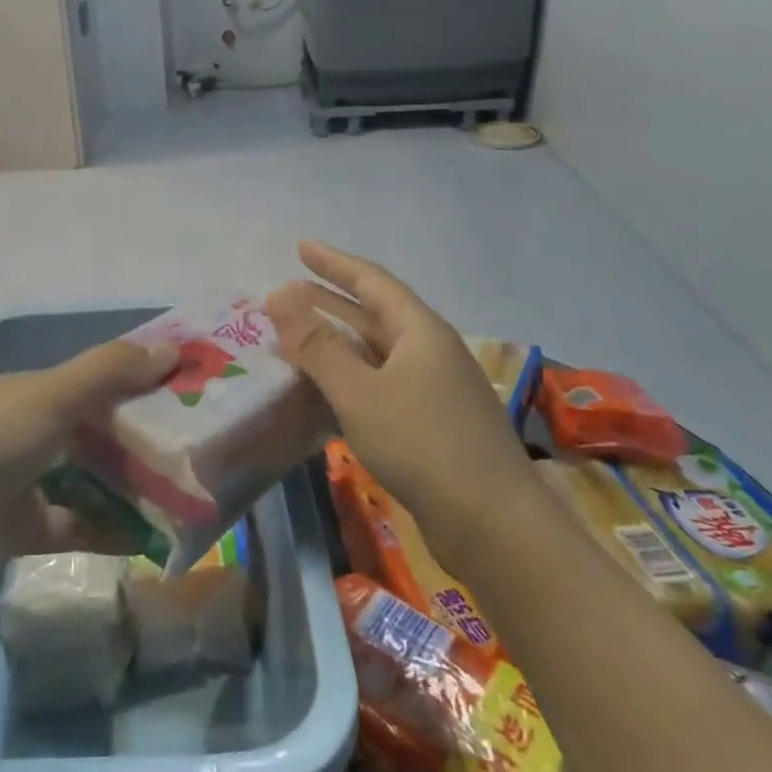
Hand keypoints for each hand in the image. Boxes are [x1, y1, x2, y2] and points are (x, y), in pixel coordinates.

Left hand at [0, 336, 179, 580]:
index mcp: (31, 391)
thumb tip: (171, 346)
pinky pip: (74, 524)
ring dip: (128, 486)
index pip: (96, 377)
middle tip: (198, 447)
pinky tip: (147, 538)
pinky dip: (106, 529)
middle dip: (142, 436)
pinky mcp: (18, 530)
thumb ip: (109, 372)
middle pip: (95, 429)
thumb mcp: (50, 397)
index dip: (141, 378)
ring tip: (183, 495)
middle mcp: (27, 430)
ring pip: (88, 478)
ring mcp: (21, 482)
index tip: (190, 387)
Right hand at [267, 242, 531, 518]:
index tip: (301, 247)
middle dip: (330, 302)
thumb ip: (316, 343)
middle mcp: (430, 351)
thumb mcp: (358, 390)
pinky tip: (325, 394)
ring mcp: (435, 389)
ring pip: (376, 353)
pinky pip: (382, 385)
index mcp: (420, 331)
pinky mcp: (433, 423)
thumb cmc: (421, 444)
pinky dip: (350, 380)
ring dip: (337, 344)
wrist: (493, 524)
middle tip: (288, 293)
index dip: (334, 263)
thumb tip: (278, 292)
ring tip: (297, 339)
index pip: (372, 281)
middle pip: (374, 315)